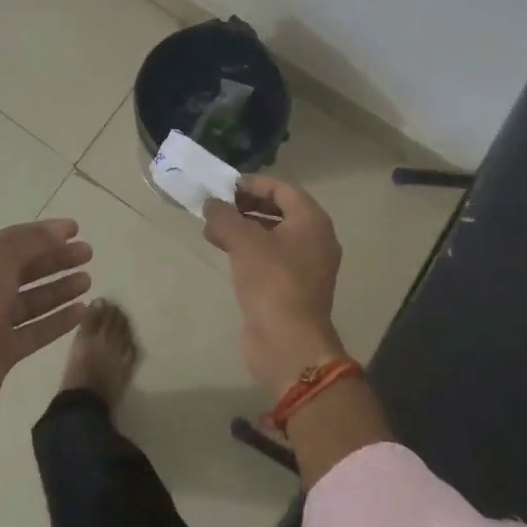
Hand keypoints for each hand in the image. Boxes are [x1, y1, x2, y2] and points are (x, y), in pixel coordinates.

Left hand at [0, 219, 92, 426]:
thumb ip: (30, 244)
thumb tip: (58, 231)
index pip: (15, 240)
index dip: (44, 232)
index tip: (75, 229)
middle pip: (26, 269)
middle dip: (56, 259)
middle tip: (88, 253)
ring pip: (32, 301)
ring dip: (59, 289)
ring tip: (88, 280)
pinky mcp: (3, 352)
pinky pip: (36, 331)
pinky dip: (58, 321)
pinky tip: (81, 312)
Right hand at [204, 176, 347, 399]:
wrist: (288, 343)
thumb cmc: (272, 281)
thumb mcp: (243, 241)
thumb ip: (224, 216)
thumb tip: (211, 204)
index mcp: (312, 221)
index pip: (282, 189)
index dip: (253, 183)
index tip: (224, 186)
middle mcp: (314, 239)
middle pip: (278, 211)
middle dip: (245, 205)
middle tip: (216, 206)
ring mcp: (305, 266)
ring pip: (271, 235)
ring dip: (242, 228)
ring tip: (211, 229)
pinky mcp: (292, 287)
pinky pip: (269, 258)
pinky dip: (247, 250)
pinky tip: (223, 251)